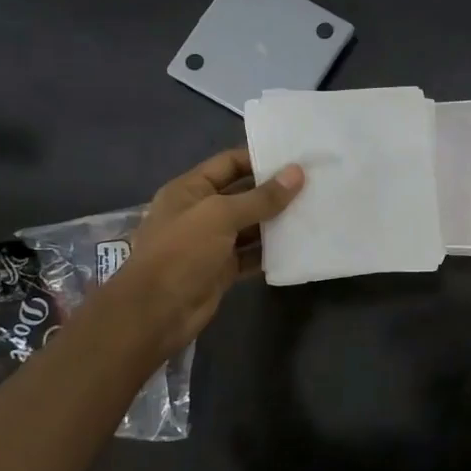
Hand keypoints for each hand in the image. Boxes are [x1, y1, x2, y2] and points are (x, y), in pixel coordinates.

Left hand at [107, 148, 303, 357]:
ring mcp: (211, 242)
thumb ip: (261, 197)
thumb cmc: (182, 252)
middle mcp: (200, 212)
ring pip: (250, 226)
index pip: (229, 163)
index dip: (260, 159)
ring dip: (277, 221)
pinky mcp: (222, 269)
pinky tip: (299, 245)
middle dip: (275, 191)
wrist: (156, 312)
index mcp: (190, 189)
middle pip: (243, 194)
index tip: (297, 158)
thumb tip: (297, 173)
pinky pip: (252, 254)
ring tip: (314, 212)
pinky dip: (272, 251)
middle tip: (314, 185)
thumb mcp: (221, 216)